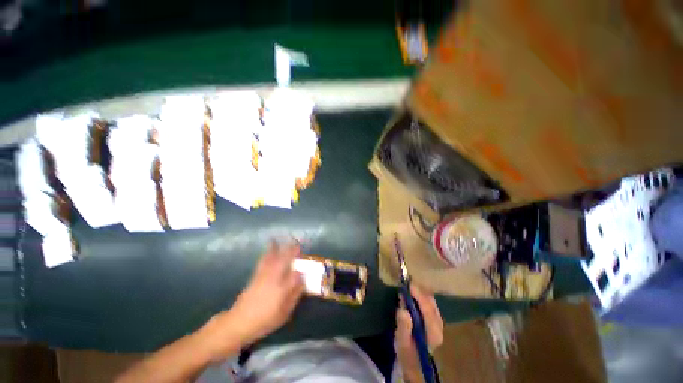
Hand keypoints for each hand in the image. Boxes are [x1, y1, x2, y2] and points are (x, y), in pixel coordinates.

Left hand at [206, 242, 303, 357]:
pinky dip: (268, 252)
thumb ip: (294, 296)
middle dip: (291, 251)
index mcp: (282, 288)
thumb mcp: (284, 313)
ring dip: (279, 248)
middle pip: (284, 260)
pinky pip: (264, 260)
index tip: (304, 270)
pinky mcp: (256, 275)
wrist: (239, 322)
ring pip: (273, 258)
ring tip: (284, 240)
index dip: (301, 271)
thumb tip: (302, 283)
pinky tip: (270, 247)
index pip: (295, 274)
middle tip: (296, 244)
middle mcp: (274, 278)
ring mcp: (263, 275)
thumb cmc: (264, 320)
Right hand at [395, 285, 443, 382]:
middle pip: (431, 303)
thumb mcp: (402, 341)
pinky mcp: (434, 318)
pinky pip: (428, 302)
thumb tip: (403, 310)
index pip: (428, 311)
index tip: (410, 285)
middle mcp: (439, 325)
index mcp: (433, 333)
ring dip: (419, 292)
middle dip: (419, 292)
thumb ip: (404, 327)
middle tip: (406, 284)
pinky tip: (411, 293)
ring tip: (407, 287)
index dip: (419, 297)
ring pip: (430, 301)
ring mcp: (438, 321)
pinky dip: (420, 295)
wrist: (413, 359)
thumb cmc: (407, 351)